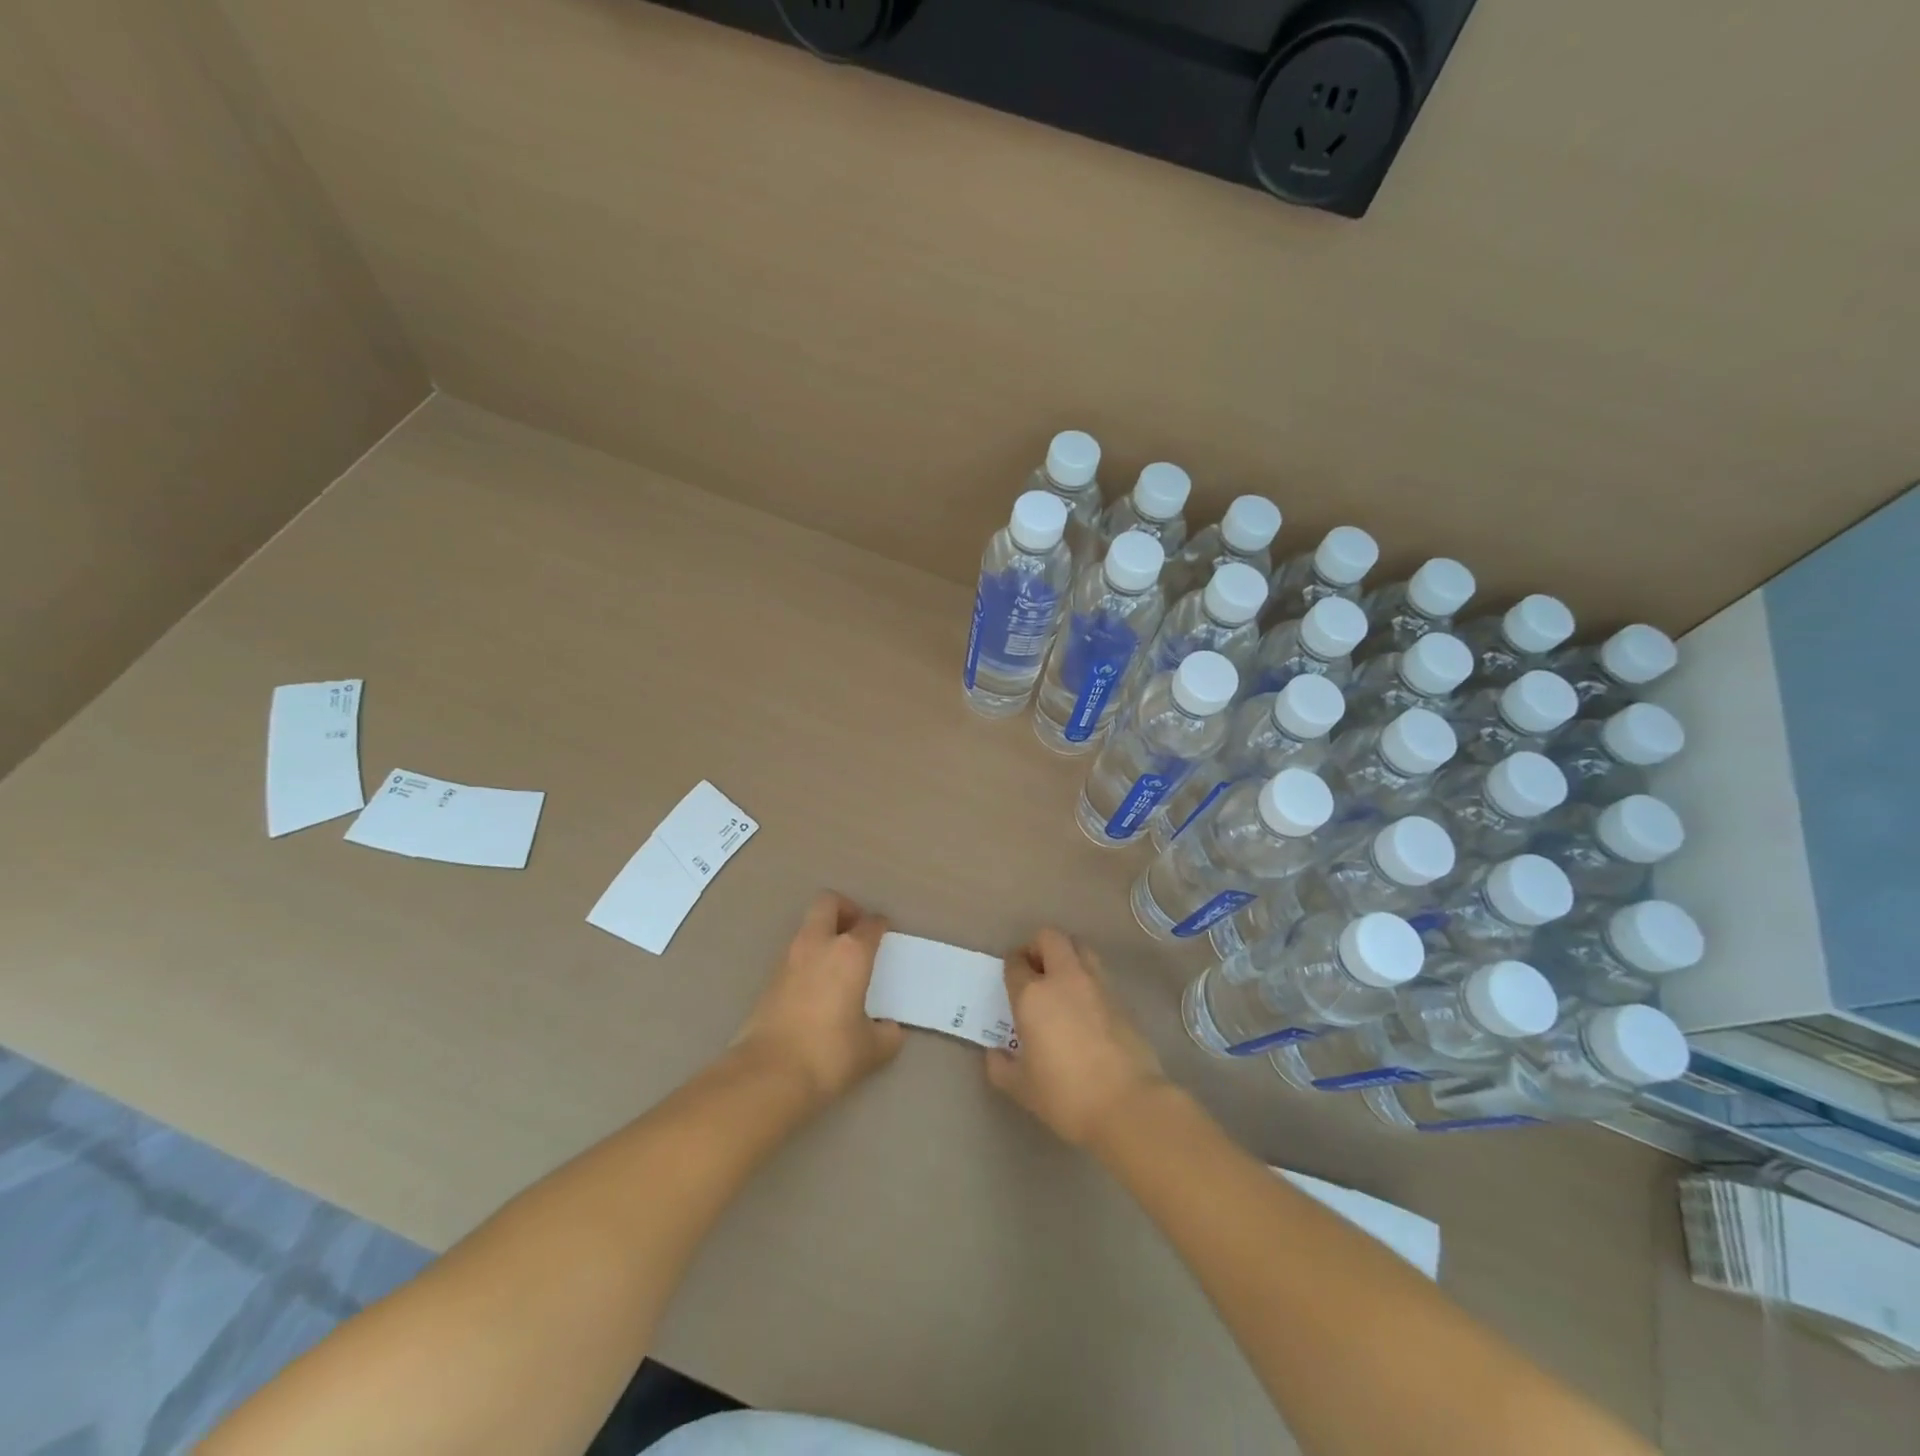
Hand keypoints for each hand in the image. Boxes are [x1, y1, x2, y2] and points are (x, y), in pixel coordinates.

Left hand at [733, 891, 904, 1105]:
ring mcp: (788, 959)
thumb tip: (890, 1029)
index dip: (880, 925)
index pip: (870, 924)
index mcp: (850, 953)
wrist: (768, 1074)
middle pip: (828, 903)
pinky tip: (817, 987)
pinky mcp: (769, 979)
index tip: (885, 934)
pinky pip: (794, 954)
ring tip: (838, 963)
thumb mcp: (871, 1049)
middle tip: (857, 933)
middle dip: (845, 909)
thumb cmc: (828, 1053)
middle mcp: (818, 945)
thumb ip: (887, 1034)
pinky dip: (808, 958)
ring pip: (807, 927)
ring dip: (823, 934)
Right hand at [986, 927, 1168, 1146]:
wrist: (1127, 1104)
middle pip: (1050, 938)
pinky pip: (1098, 974)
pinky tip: (1084, 1007)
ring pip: (1079, 948)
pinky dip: (1087, 979)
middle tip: (1034, 970)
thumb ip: (1001, 1066)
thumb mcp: (1022, 1088)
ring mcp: (1097, 985)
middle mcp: (1064, 979)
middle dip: (1038, 946)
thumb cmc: (1065, 1095)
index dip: (1011, 965)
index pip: (1016, 963)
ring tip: (1060, 983)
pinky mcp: (1121, 999)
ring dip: (1066, 955)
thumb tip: (996, 1053)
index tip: (1010, 976)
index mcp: (1033, 995)